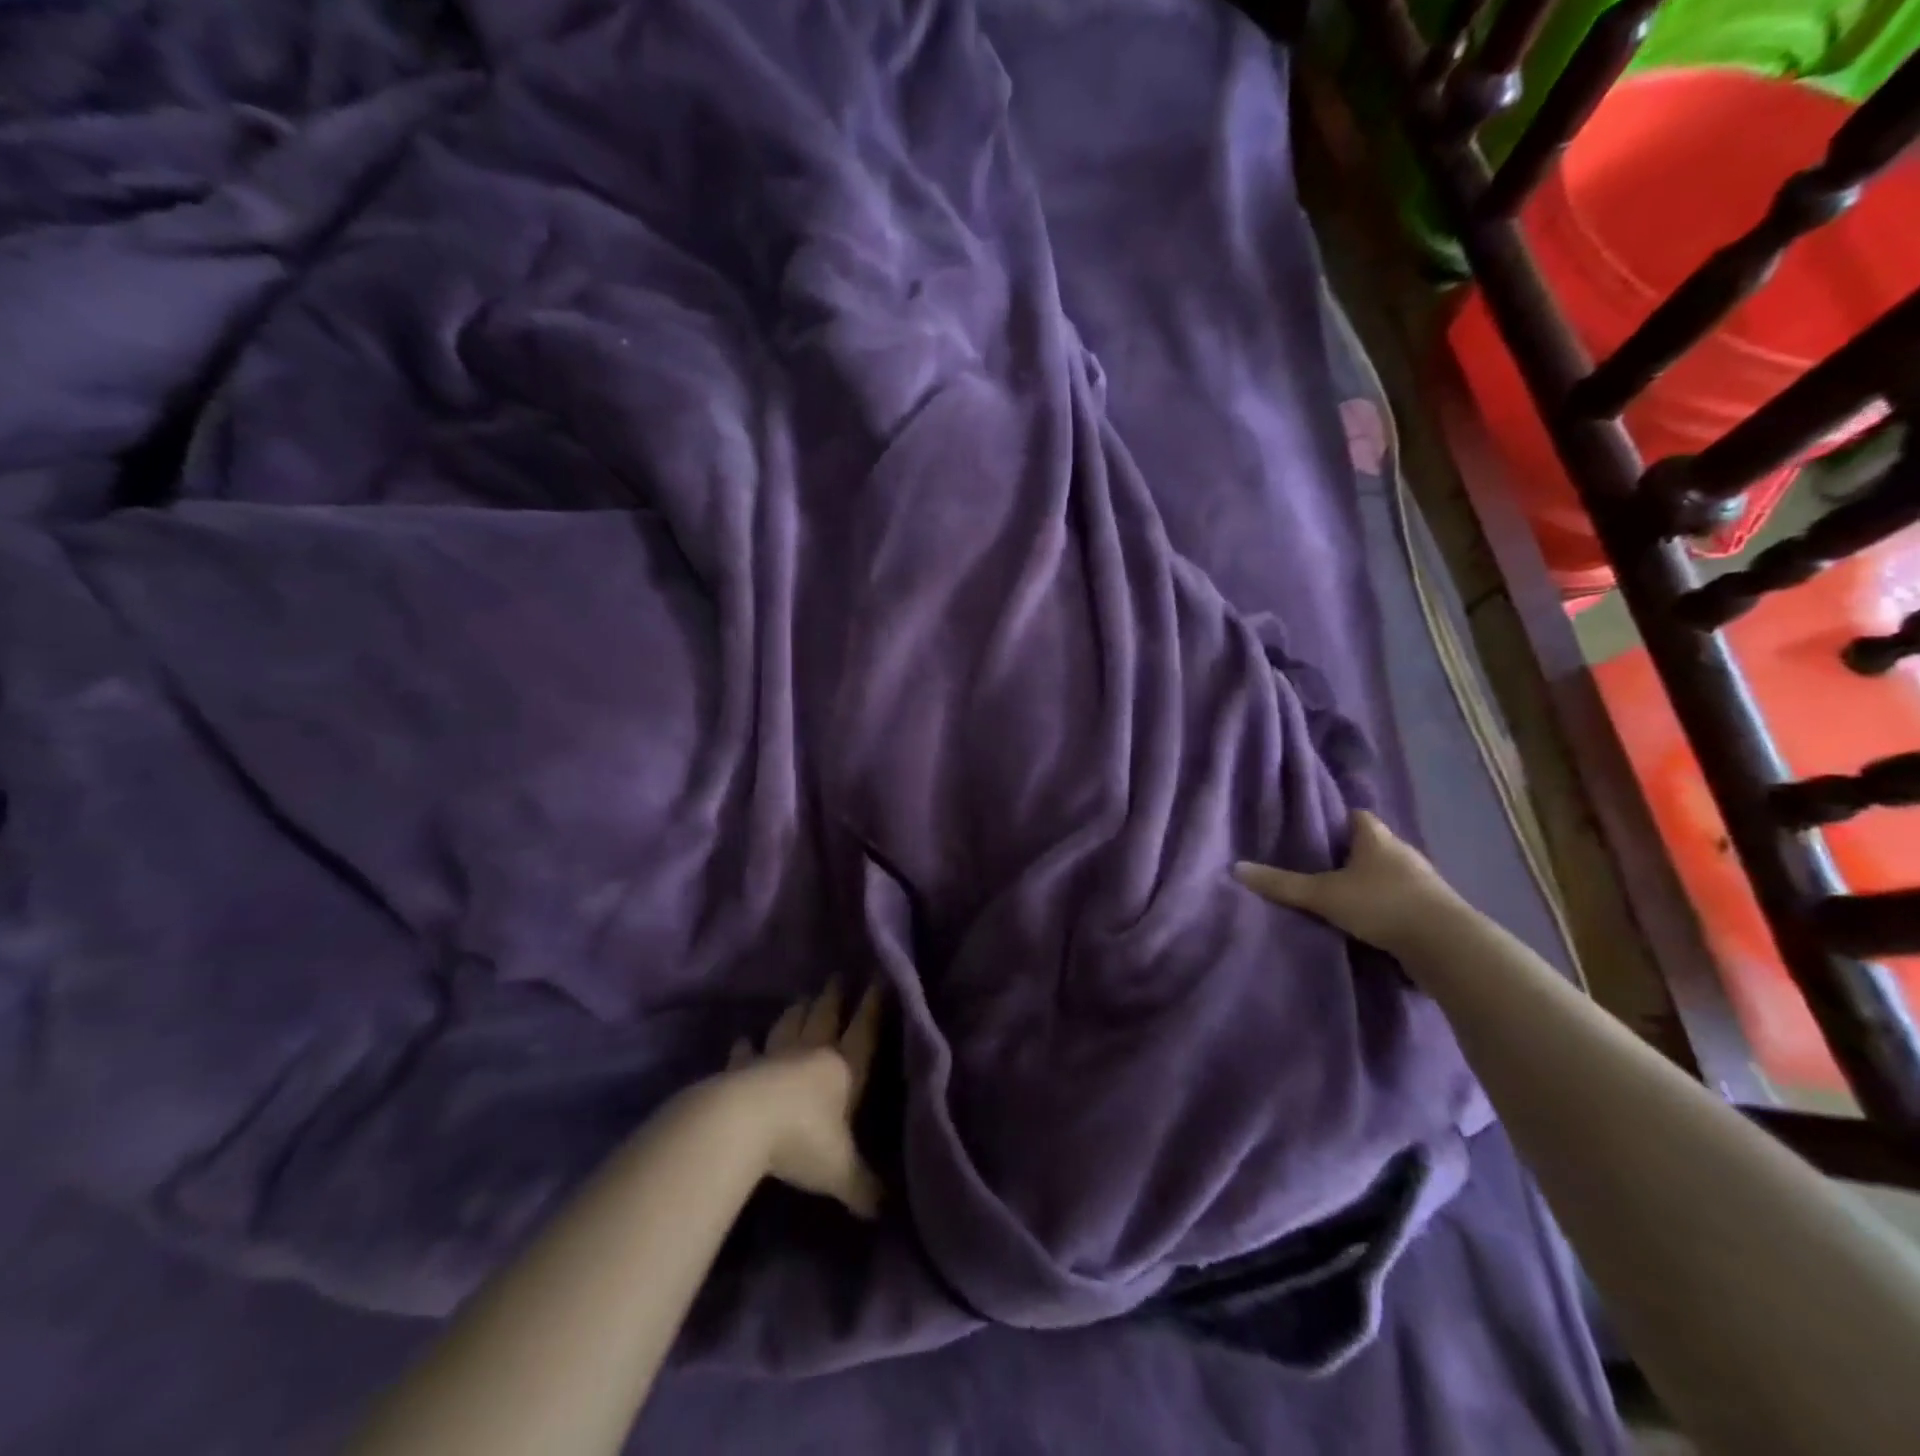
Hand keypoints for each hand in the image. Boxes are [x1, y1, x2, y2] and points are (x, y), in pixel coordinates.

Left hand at [720, 981, 884, 1218]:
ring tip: (802, 998)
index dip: (872, 1006)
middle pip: (824, 1018)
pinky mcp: (740, 1069)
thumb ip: (864, 1187)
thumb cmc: (801, 1140)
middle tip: (837, 977)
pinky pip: (745, 1053)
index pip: (863, 1031)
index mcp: (842, 1069)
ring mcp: (773, 1058)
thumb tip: (887, 1210)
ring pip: (789, 1027)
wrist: (740, 1125)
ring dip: (796, 1012)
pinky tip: (743, 1039)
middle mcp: (811, 1054)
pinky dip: (745, 1047)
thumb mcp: (840, 1170)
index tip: (878, 979)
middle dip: (834, 998)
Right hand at [1233, 811, 1460, 956]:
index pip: (1356, 816)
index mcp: (1376, 837)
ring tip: (1341, 895)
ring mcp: (1423, 881)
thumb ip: (1282, 884)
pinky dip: (1387, 905)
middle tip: (1320, 865)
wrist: (1446, 944)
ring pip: (1388, 873)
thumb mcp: (1323, 894)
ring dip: (1370, 882)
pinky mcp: (1434, 909)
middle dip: (1350, 853)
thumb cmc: (1382, 904)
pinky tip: (1370, 920)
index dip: (1336, 820)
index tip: (1315, 831)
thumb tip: (1236, 868)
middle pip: (1372, 844)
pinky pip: (1403, 899)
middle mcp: (1402, 852)